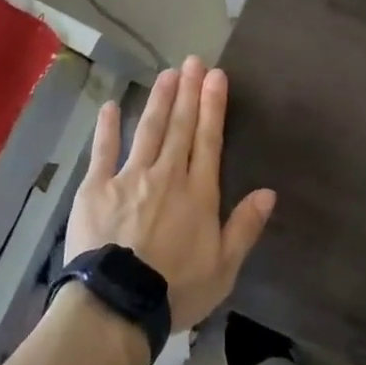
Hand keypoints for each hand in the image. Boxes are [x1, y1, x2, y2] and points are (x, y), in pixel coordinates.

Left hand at [65, 56, 274, 332]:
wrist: (118, 303)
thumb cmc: (176, 290)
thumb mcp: (224, 268)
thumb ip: (245, 227)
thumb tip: (268, 192)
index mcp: (198, 193)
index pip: (208, 140)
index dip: (213, 106)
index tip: (216, 76)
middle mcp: (167, 175)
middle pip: (180, 126)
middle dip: (188, 91)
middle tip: (193, 61)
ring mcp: (129, 177)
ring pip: (148, 130)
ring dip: (159, 100)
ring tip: (166, 74)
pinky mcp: (97, 187)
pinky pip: (104, 151)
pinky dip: (107, 127)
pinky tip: (110, 106)